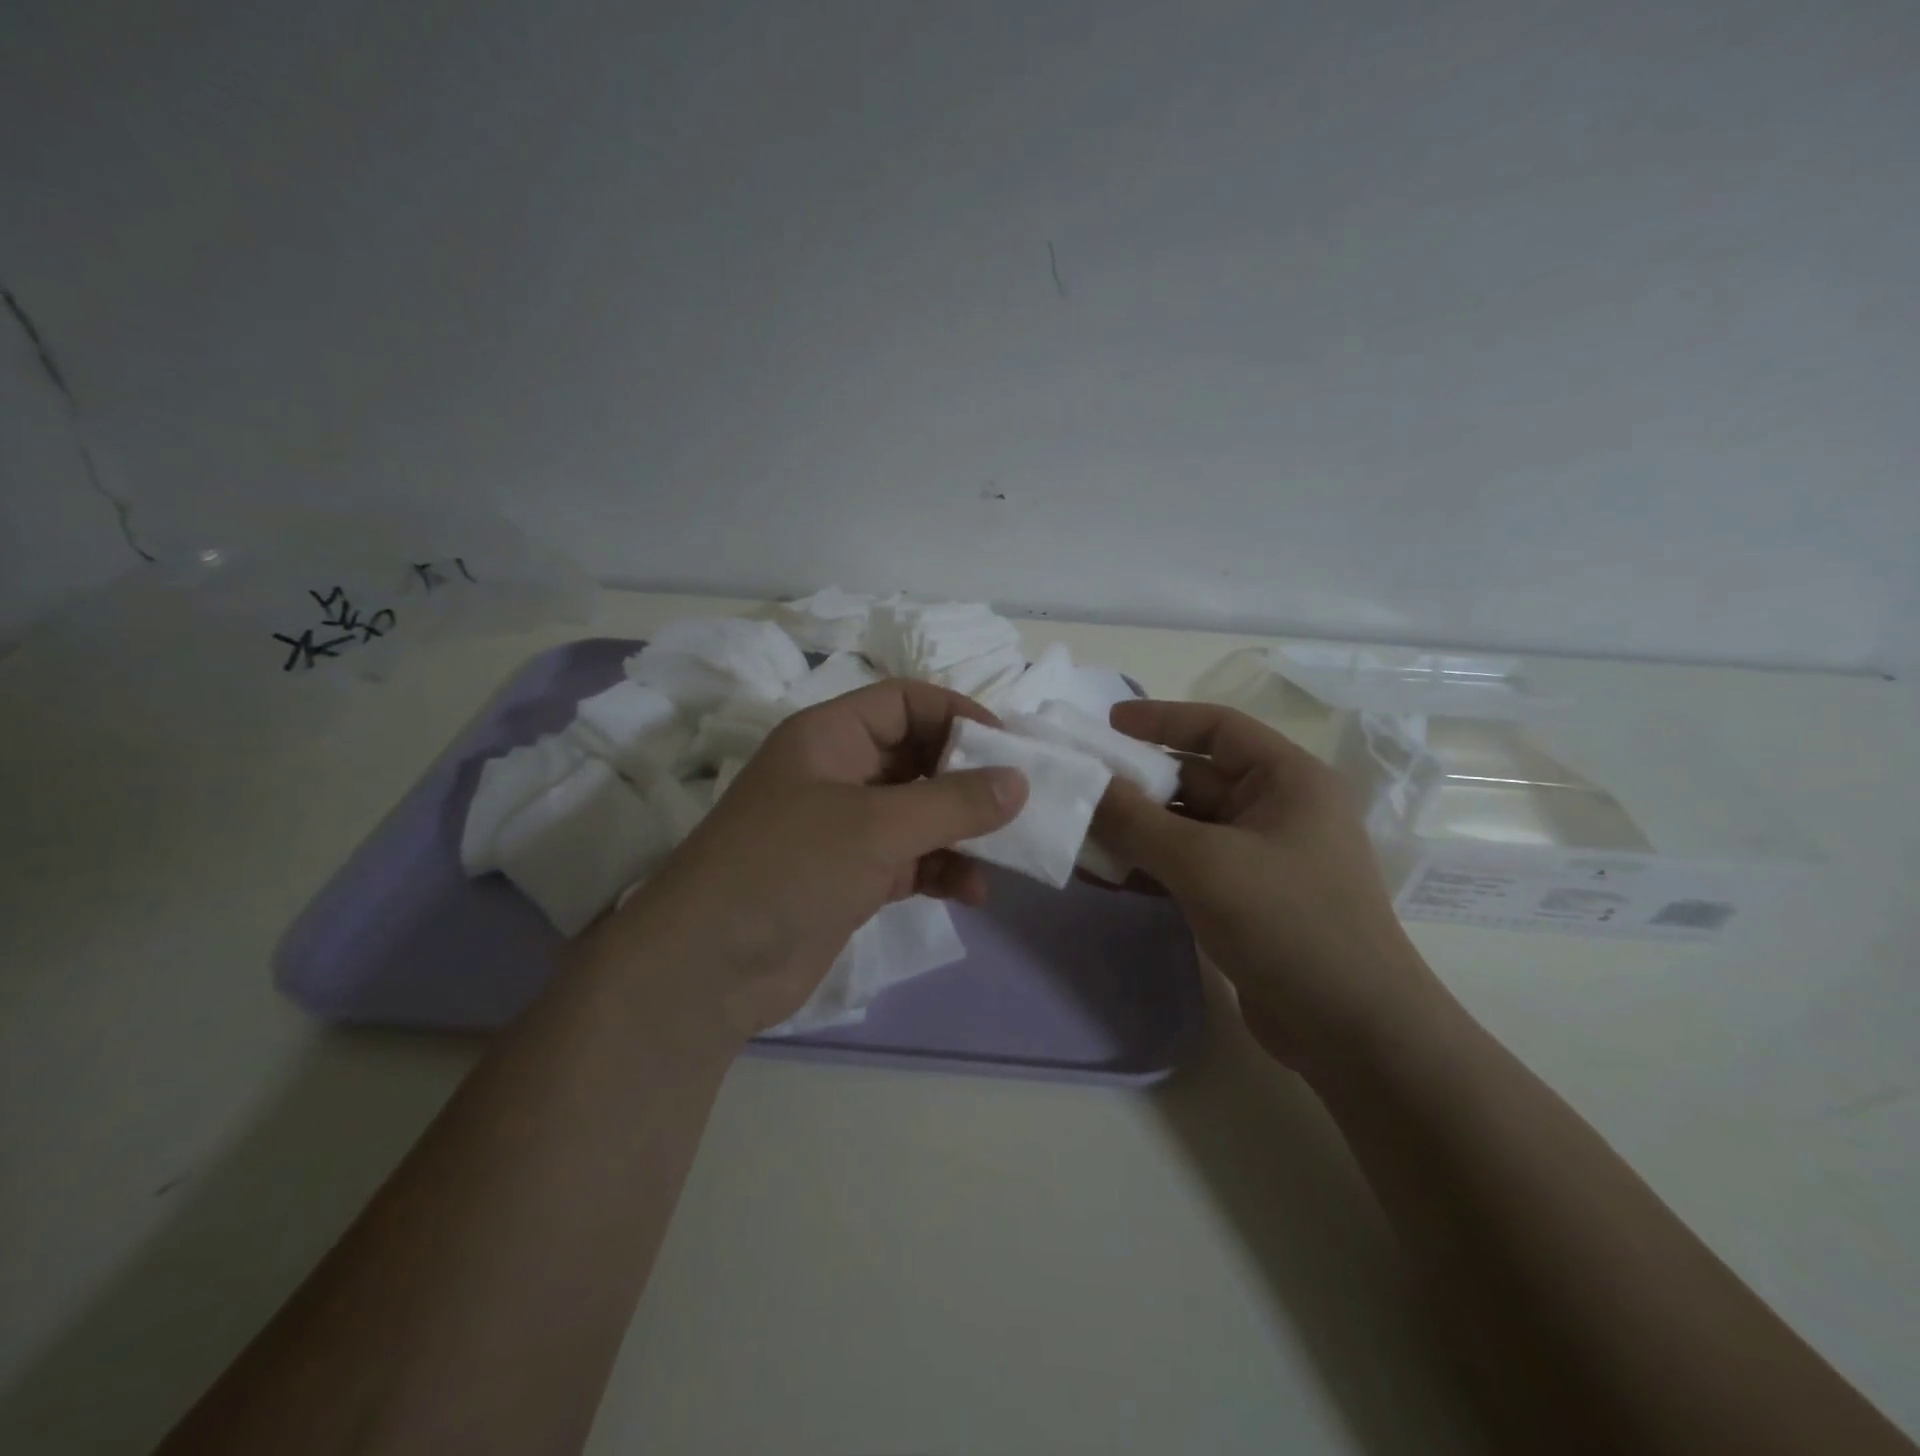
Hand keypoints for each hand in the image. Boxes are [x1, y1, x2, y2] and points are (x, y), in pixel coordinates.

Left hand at [593, 680, 1026, 1039]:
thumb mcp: (876, 826)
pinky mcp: (849, 878)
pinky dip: (942, 870)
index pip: (905, 702)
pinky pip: (910, 860)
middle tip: (1019, 801)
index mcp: (830, 736)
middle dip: (968, 778)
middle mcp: (837, 773)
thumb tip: (1019, 781)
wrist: (707, 968)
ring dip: (961, 830)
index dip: (957, 715)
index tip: (1008, 748)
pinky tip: (974, 892)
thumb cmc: (788, 868)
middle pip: (917, 757)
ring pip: (918, 813)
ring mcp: (842, 829)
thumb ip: (953, 802)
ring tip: (1007, 852)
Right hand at [1093, 700, 1445, 1072]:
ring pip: (1185, 828)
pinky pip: (1187, 868)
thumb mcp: (1204, 863)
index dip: (1161, 720)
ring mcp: (1261, 858)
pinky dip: (1148, 868)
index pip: (1218, 728)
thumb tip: (1084, 785)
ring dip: (1134, 831)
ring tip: (1077, 833)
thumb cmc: (1288, 923)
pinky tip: (1103, 877)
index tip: (1106, 725)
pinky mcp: (1245, 900)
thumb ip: (1136, 821)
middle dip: (1136, 785)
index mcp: (1288, 780)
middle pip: (1194, 780)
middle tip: (1077, 786)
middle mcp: (1277, 810)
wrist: (1353, 1033)